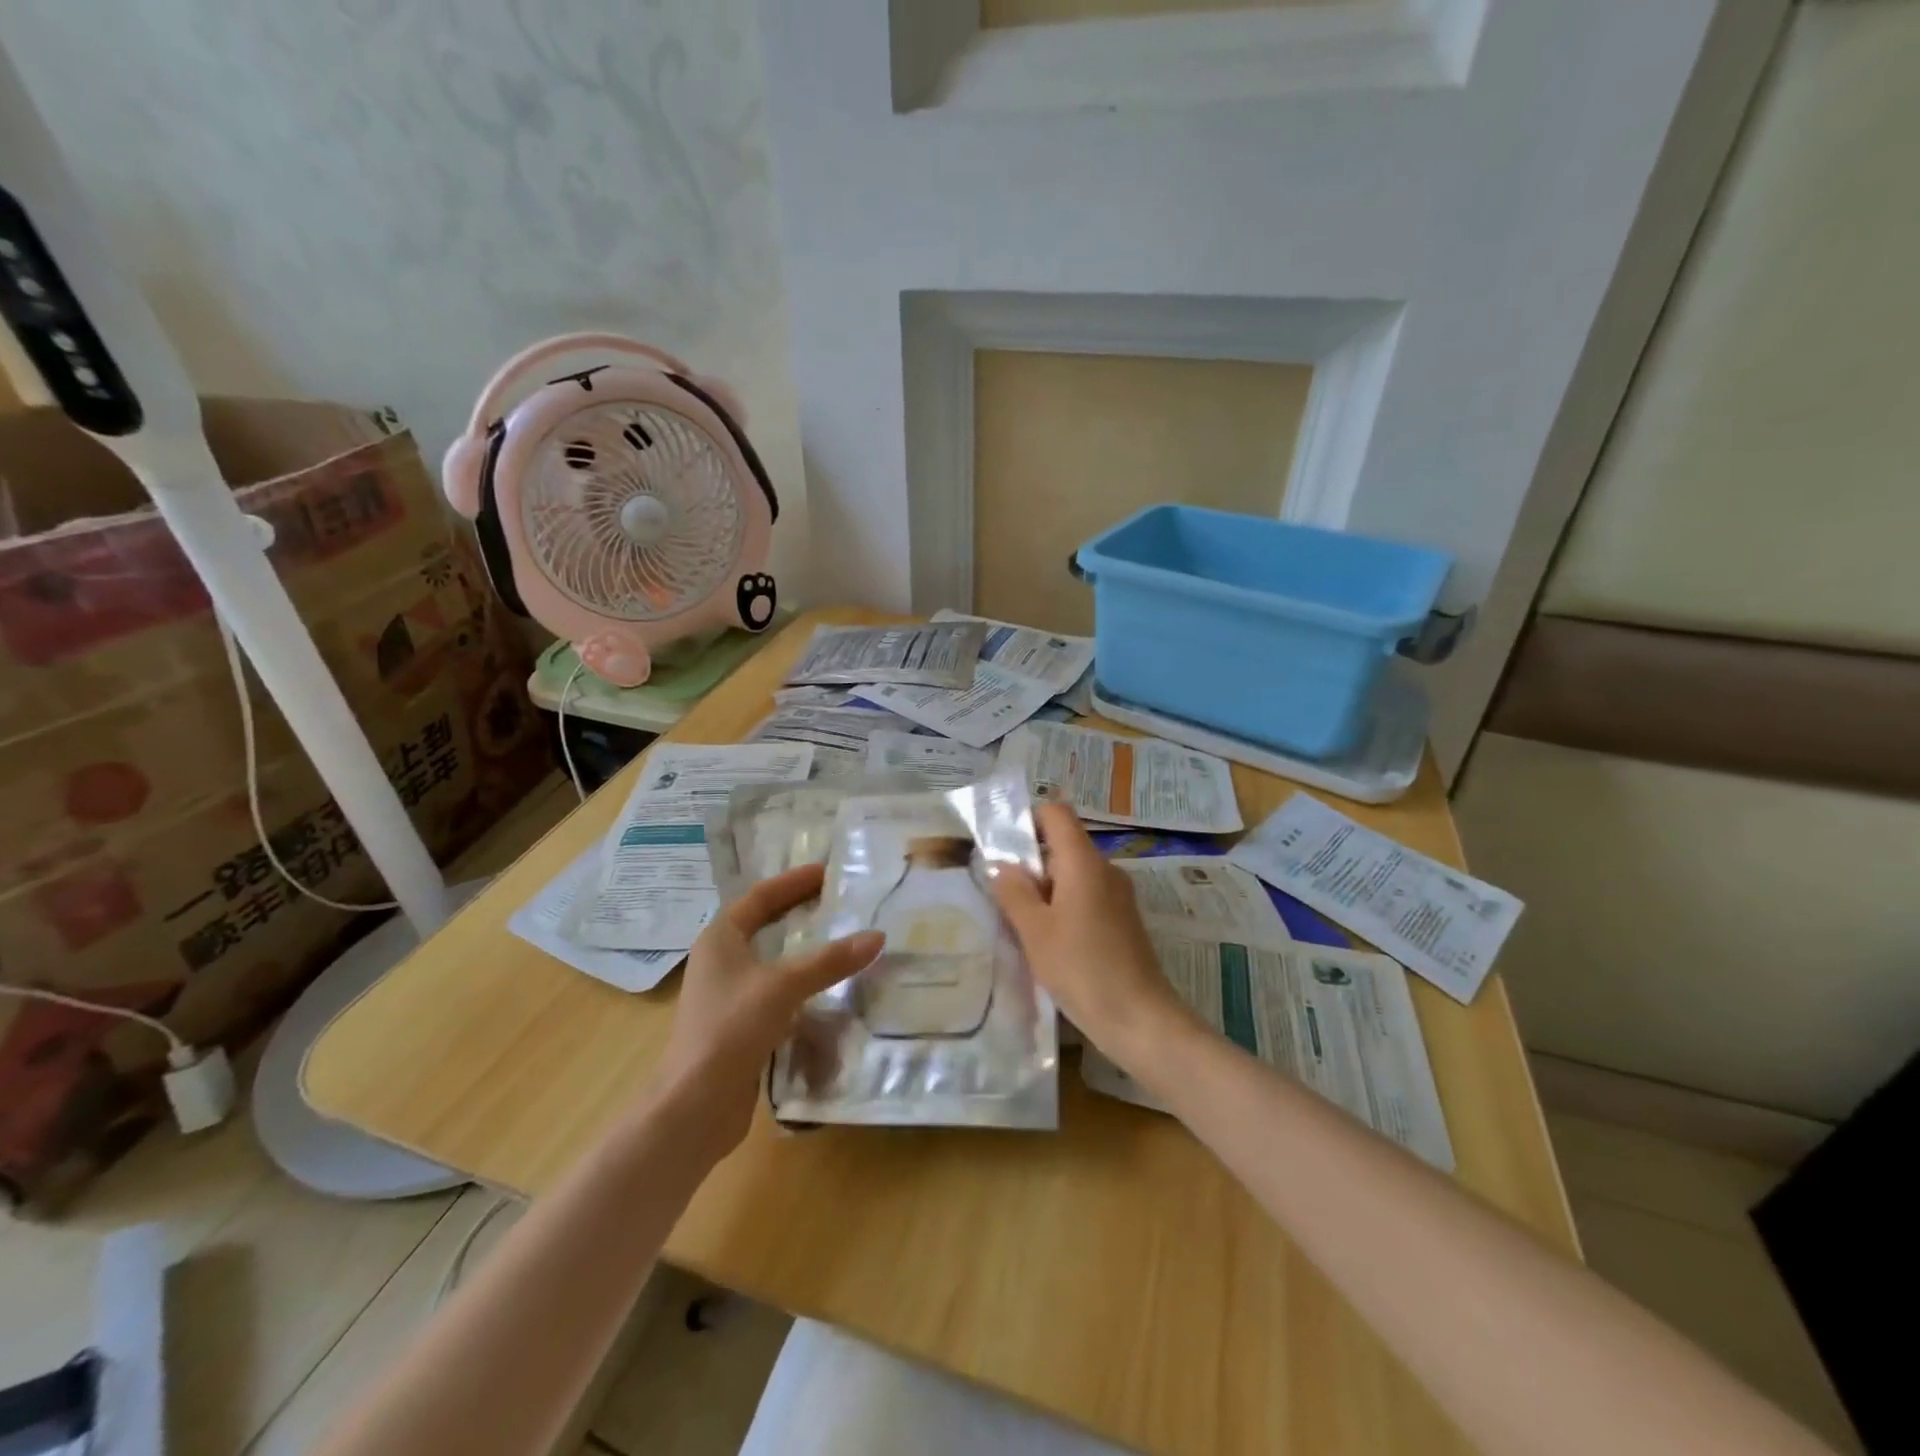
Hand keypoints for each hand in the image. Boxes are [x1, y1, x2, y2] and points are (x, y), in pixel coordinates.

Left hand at [656, 863, 882, 1154]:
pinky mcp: (740, 1027)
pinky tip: (828, 990)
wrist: (694, 1107)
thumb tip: (877, 936)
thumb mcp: (783, 986)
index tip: (827, 872)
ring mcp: (729, 996)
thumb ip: (829, 961)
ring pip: (772, 961)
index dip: (793, 882)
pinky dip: (802, 985)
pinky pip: (777, 993)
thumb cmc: (730, 1029)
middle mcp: (720, 962)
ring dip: (803, 950)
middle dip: (799, 911)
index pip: (760, 897)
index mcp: (720, 939)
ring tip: (842, 940)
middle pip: (764, 925)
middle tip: (839, 902)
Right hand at [988, 803, 1195, 1071]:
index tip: (1004, 848)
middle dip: (1031, 863)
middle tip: (1003, 895)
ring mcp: (1118, 895)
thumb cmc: (1081, 968)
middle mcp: (1105, 869)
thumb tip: (1001, 864)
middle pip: (1063, 844)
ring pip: (1073, 874)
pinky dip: (1064, 908)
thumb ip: (1013, 892)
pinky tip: (1049, 942)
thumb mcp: (1035, 931)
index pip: (1057, 813)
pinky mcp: (1123, 920)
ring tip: (1021, 923)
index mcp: (1084, 862)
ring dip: (1045, 890)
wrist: (1139, 1019)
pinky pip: (1086, 897)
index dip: (1028, 819)